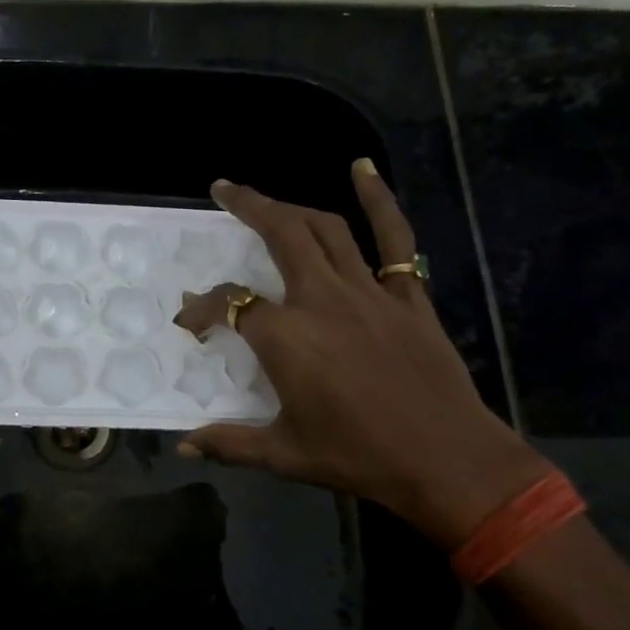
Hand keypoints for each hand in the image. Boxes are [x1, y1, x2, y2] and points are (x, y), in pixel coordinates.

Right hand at [173, 162, 544, 543]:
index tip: (190, 324)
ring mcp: (369, 292)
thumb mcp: (285, 455)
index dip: (203, 308)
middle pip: (281, 235)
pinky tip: (362, 170)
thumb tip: (185, 446)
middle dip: (247, 207)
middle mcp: (322, 300)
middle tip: (224, 190)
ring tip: (269, 197)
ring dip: (293, 205)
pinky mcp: (407, 296)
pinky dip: (379, 199)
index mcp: (286, 338)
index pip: (230, 304)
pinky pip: (394, 238)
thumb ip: (230, 444)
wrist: (444, 459)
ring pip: (326, 229)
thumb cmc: (357, 457)